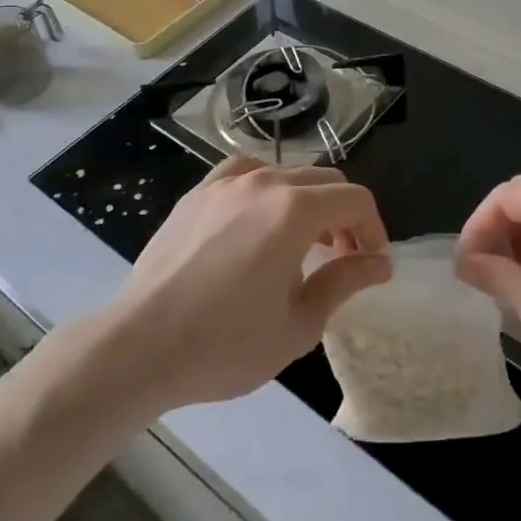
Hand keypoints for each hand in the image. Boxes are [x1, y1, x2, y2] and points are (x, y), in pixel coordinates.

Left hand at [101, 158, 389, 411]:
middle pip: (325, 181)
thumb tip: (380, 263)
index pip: (355, 200)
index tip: (372, 264)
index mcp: (295, 210)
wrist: (140, 346)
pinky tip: (256, 220)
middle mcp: (264, 181)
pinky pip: (245, 174)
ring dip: (307, 202)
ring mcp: (226, 182)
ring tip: (300, 244)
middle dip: (344, 216)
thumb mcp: (299, 324)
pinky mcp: (198, 192)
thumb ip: (345, 283)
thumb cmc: (226, 343)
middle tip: (342, 258)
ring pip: (286, 174)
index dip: (374, 229)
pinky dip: (265, 190)